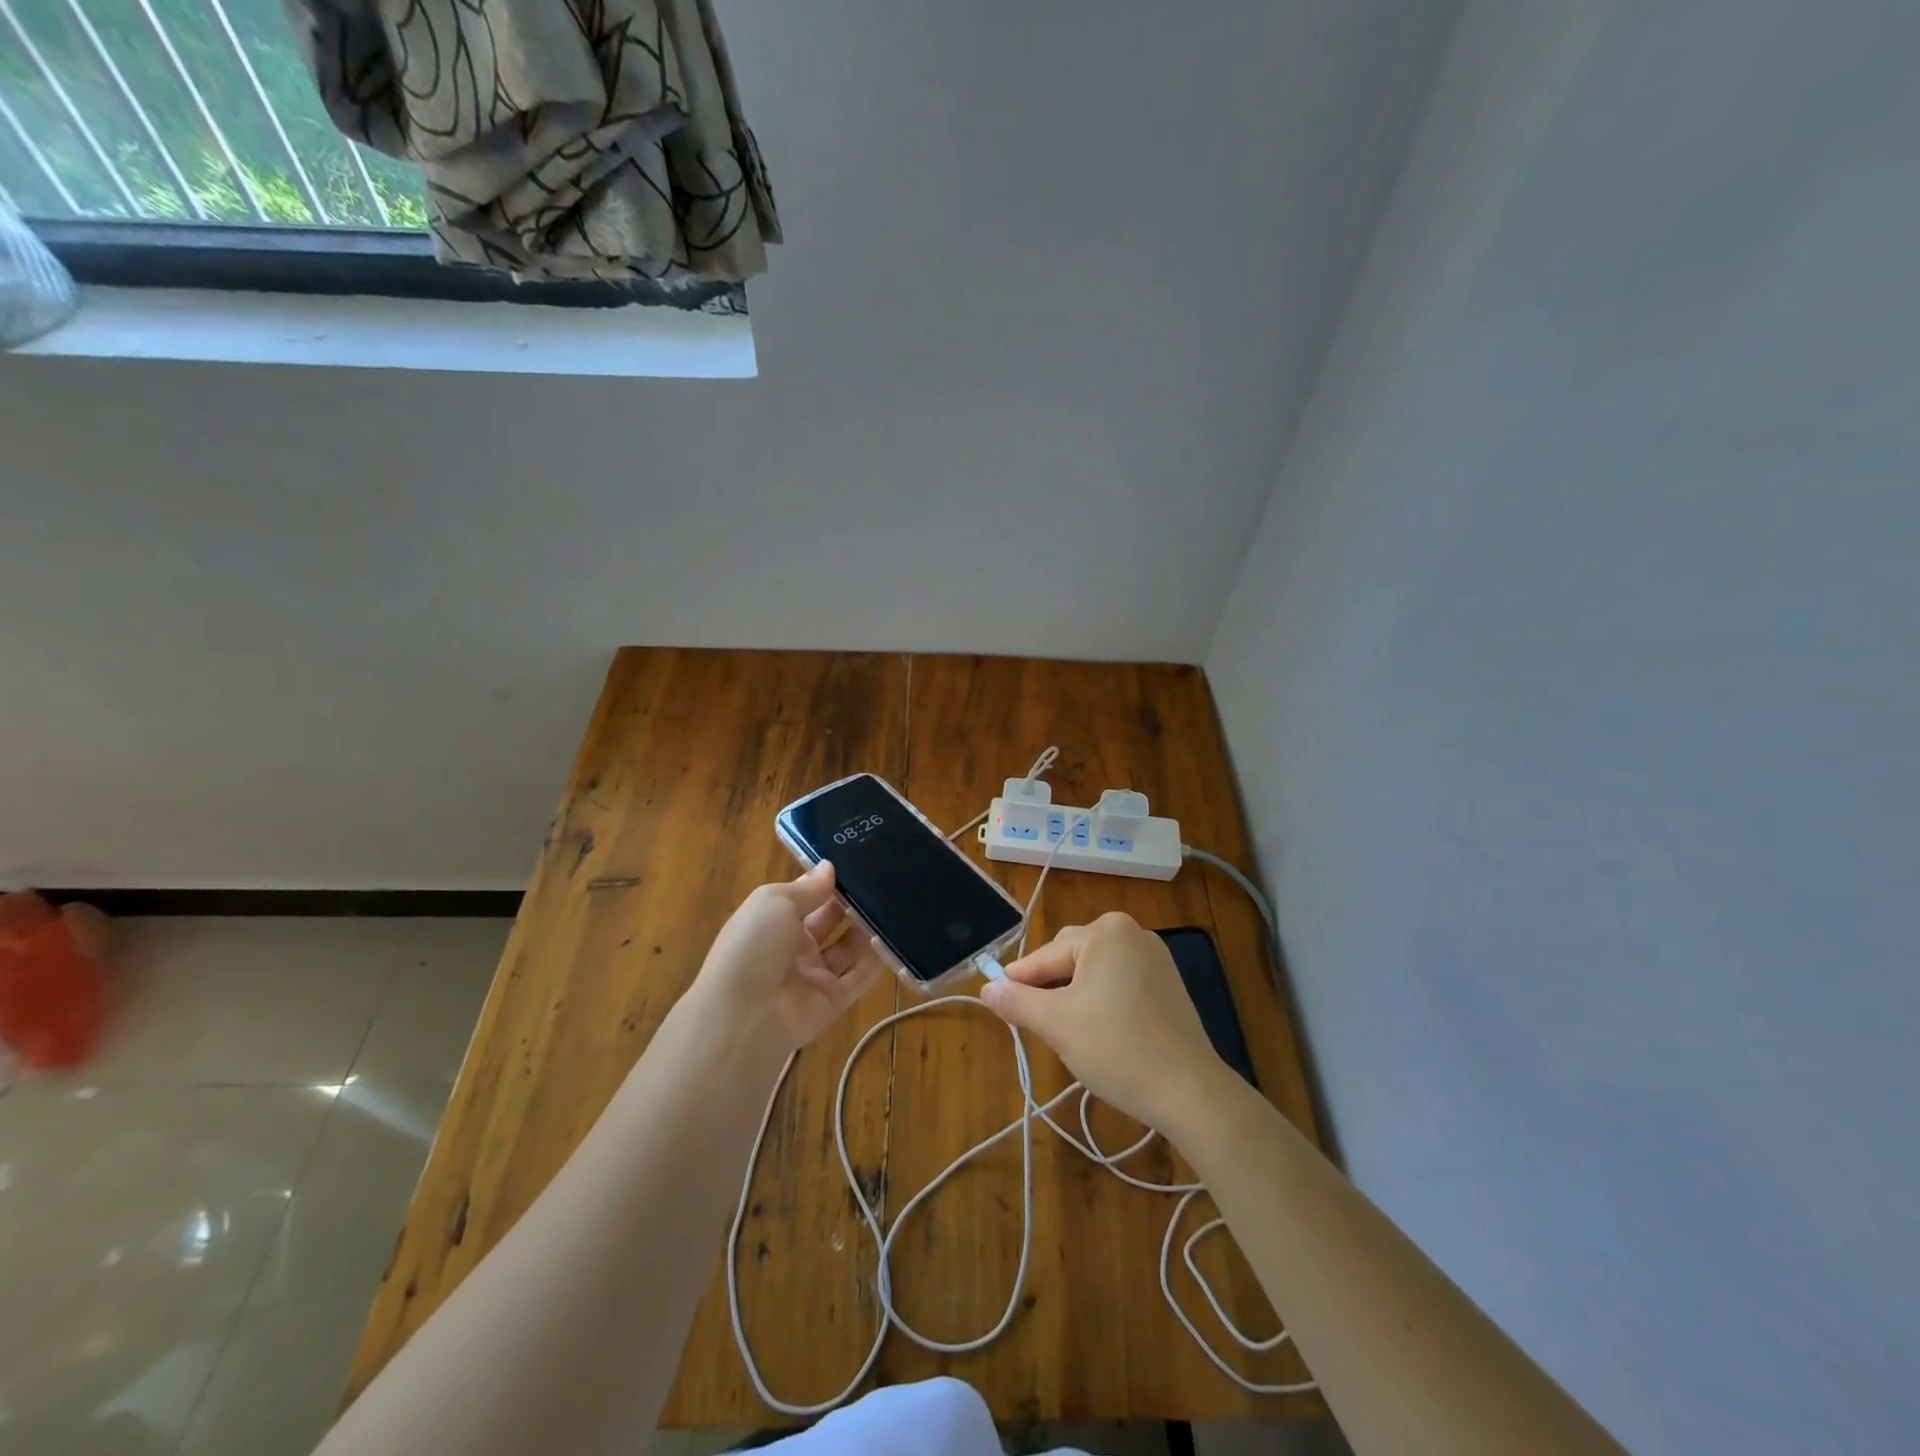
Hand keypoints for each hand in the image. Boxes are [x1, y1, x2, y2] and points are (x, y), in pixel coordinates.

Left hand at [689, 863, 885, 1056]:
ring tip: (893, 904)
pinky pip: (860, 977)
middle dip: (851, 903)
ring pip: (848, 948)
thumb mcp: (774, 902)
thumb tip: (830, 868)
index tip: (856, 864)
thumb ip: (807, 888)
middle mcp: (794, 947)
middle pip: (830, 921)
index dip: (827, 882)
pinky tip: (893, 938)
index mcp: (774, 921)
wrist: (744, 1015)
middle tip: (882, 881)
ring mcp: (814, 975)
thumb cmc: (754, 945)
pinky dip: (876, 960)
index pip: (806, 898)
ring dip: (866, 929)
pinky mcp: (834, 1000)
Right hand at [980, 912, 1228, 1132]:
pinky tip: (1102, 1035)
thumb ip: (1017, 1001)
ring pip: (1094, 974)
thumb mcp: (1057, 1024)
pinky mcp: (1168, 984)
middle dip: (1052, 993)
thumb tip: (986, 988)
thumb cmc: (1117, 1048)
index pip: (1045, 956)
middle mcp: (1132, 932)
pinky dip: (1103, 1004)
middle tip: (1042, 1029)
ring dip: (1076, 999)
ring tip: (1072, 1036)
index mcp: (1105, 931)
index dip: (1020, 984)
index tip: (1000, 1006)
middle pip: (1070, 960)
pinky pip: (1119, 984)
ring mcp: (1155, 957)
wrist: (1190, 1092)